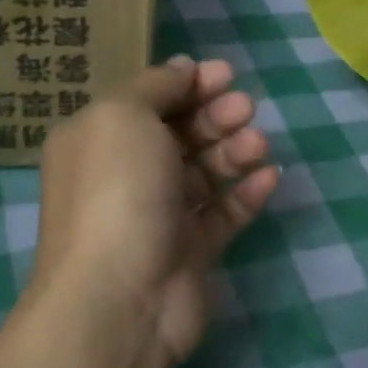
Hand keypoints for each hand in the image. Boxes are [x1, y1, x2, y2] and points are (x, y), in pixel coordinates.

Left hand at [31, 56, 279, 367]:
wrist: (120, 299)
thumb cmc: (117, 191)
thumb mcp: (124, 116)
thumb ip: (156, 86)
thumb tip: (183, 69)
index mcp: (98, 140)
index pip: (147, 101)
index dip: (187, 83)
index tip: (226, 73)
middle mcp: (124, 175)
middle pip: (179, 134)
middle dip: (214, 115)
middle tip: (245, 108)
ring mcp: (157, 216)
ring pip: (203, 172)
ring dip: (233, 151)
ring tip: (258, 144)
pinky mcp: (188, 252)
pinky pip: (222, 213)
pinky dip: (245, 193)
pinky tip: (270, 177)